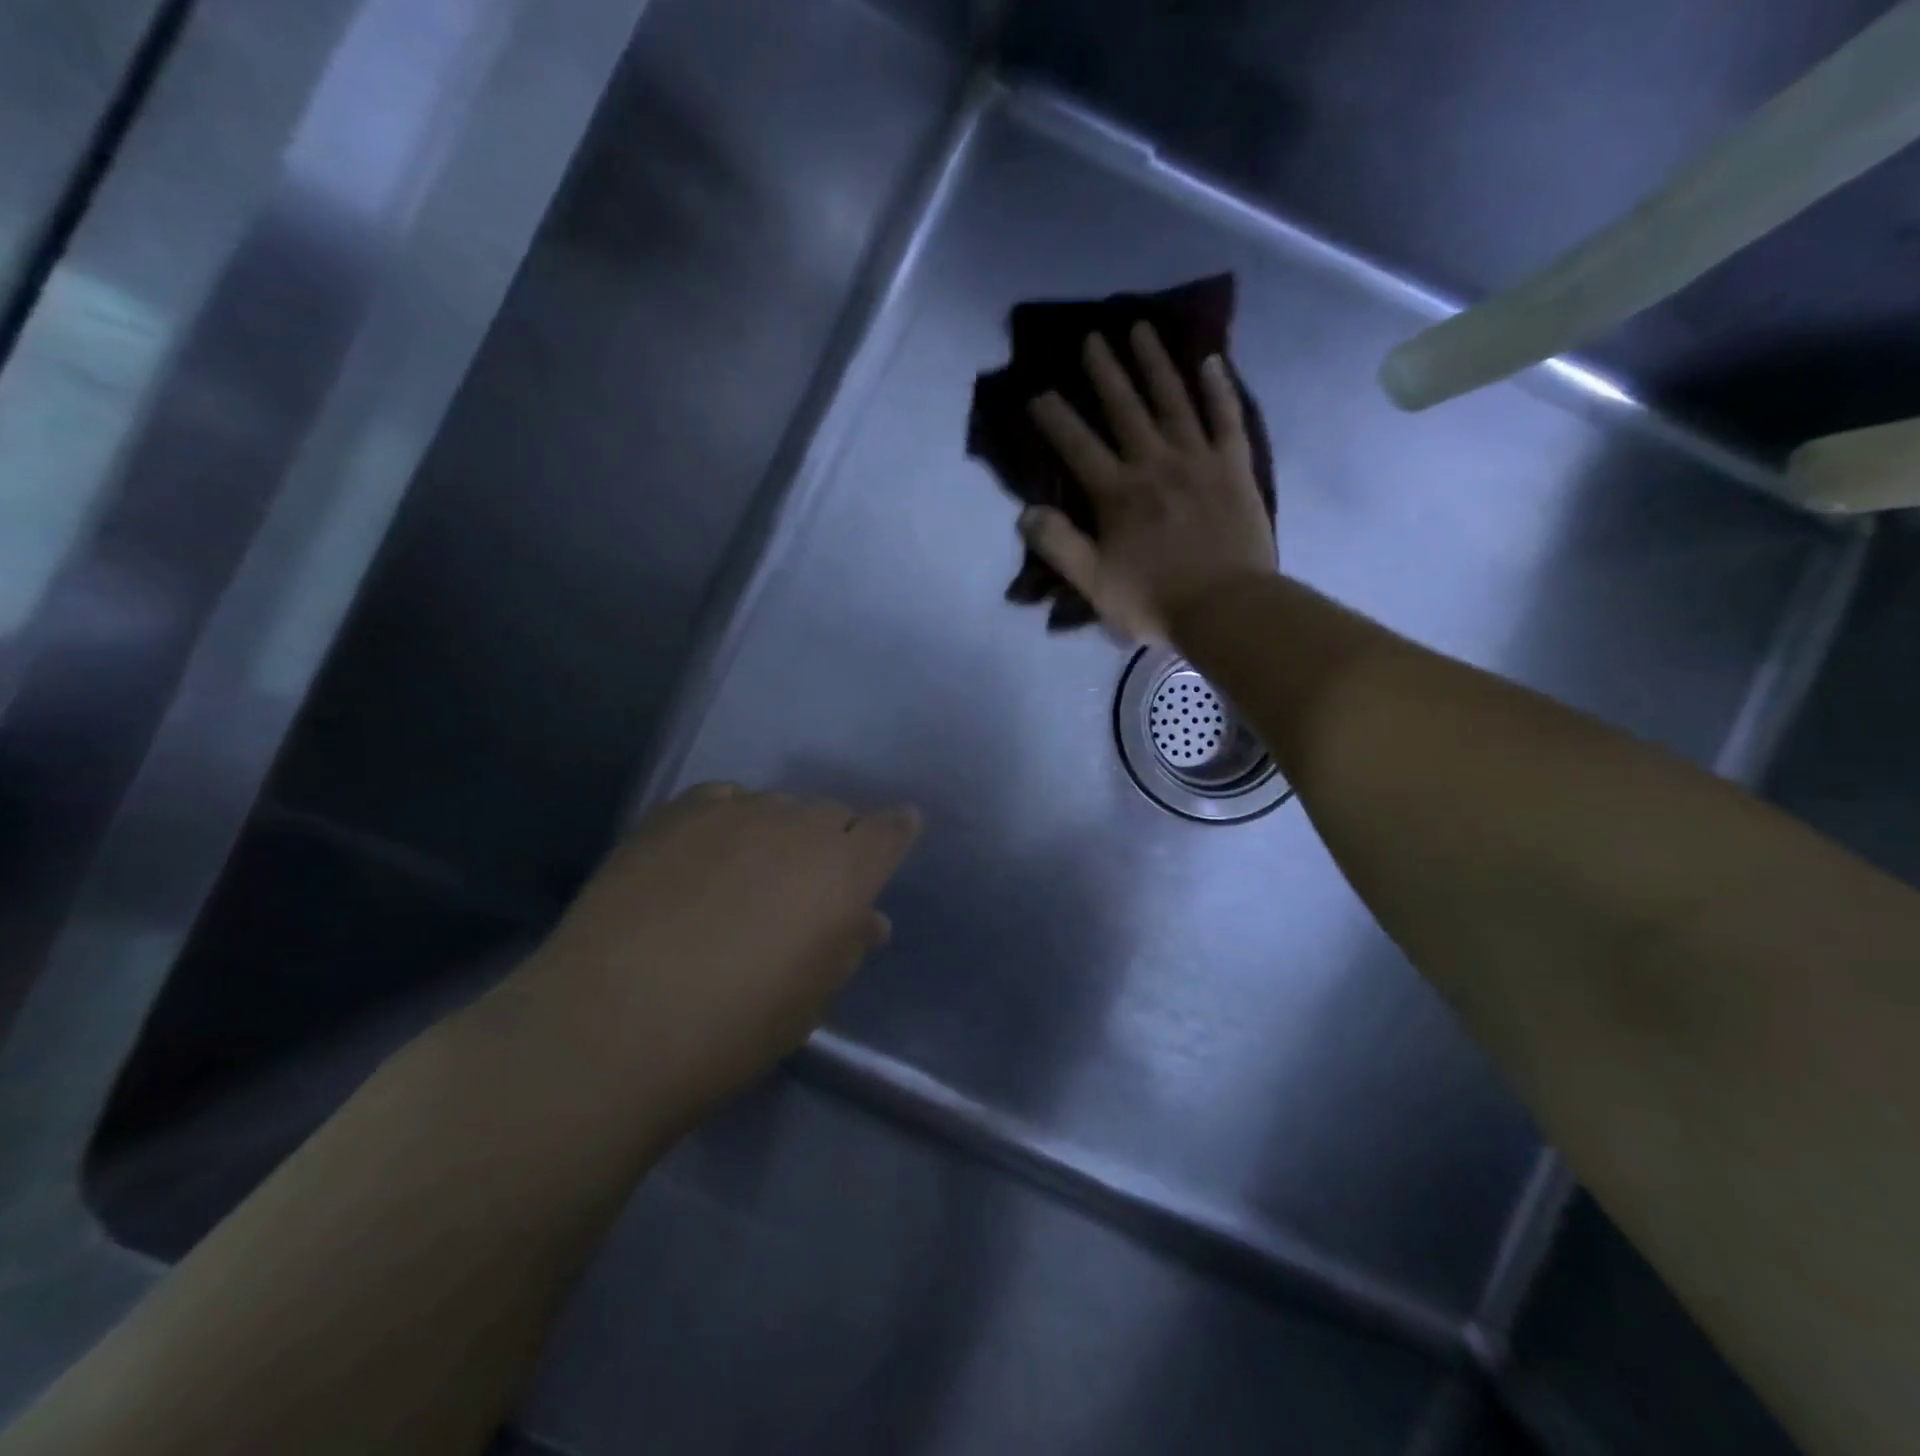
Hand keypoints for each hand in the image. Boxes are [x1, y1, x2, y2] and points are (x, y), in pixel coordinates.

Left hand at [499, 784, 921, 1117]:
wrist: (610, 1025)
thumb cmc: (733, 1029)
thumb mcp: (810, 999)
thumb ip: (847, 945)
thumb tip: (868, 919)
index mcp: (845, 871)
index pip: (890, 830)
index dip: (896, 832)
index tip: (895, 836)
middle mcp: (798, 825)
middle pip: (832, 814)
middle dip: (832, 842)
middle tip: (806, 885)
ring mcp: (735, 811)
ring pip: (777, 807)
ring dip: (777, 834)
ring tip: (745, 877)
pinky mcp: (677, 812)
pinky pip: (723, 800)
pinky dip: (728, 822)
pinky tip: (703, 859)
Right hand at [1024, 322, 1275, 642]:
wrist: (1227, 609)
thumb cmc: (1155, 601)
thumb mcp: (1095, 584)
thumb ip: (1059, 546)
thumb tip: (1026, 512)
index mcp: (1117, 494)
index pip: (1078, 446)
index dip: (1055, 418)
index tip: (1037, 391)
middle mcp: (1155, 464)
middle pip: (1125, 408)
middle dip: (1105, 372)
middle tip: (1091, 337)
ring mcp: (1198, 460)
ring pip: (1173, 400)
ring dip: (1155, 363)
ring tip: (1140, 328)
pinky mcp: (1234, 466)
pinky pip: (1226, 418)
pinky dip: (1218, 388)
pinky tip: (1210, 360)